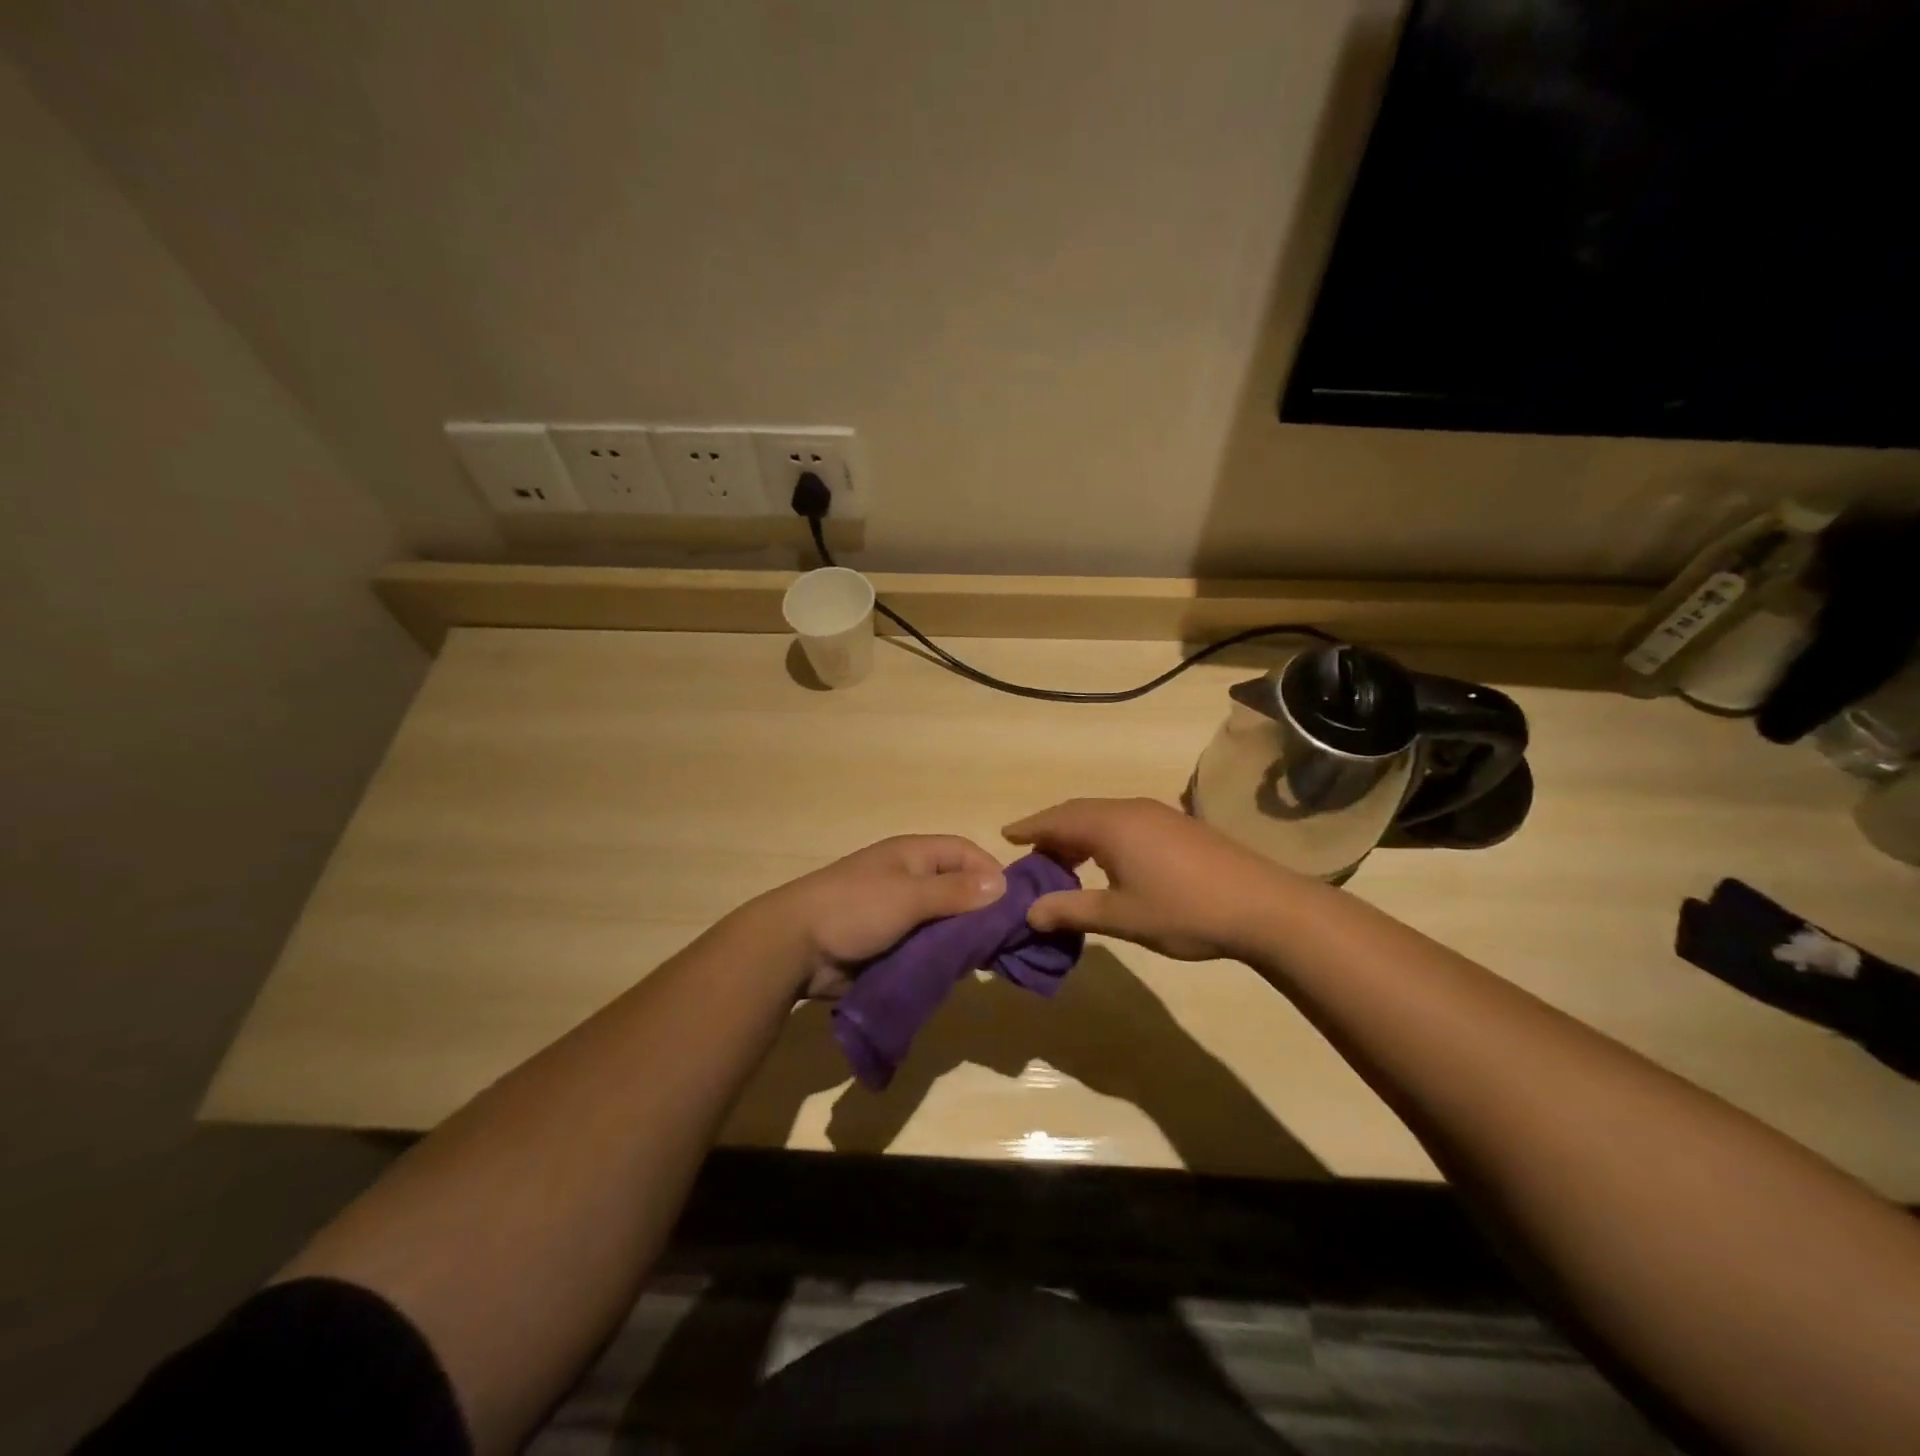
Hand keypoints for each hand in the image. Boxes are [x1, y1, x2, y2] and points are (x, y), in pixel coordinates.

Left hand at [759, 835, 1006, 996]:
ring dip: (962, 938)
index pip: (965, 852)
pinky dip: (942, 957)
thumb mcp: (909, 896)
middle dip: (981, 910)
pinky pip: (926, 946)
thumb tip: (1003, 885)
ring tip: (986, 961)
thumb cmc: (854, 908)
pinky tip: (957, 973)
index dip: (991, 872)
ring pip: (944, 921)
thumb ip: (955, 892)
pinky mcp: (889, 944)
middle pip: (958, 887)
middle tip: (1005, 940)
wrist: (794, 946)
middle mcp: (909, 878)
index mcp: (913, 855)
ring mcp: (898, 912)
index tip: (1014, 904)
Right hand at [1004, 797, 1295, 960]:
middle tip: (1031, 854)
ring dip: (1079, 833)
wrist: (1262, 906)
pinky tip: (1108, 862)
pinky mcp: (1177, 825)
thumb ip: (1072, 910)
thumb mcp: (1121, 916)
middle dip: (1052, 830)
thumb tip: (1030, 912)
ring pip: (1104, 815)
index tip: (1005, 836)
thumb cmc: (1184, 910)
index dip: (1029, 828)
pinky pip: (1124, 821)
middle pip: (1079, 811)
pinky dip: (1103, 835)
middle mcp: (1130, 809)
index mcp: (1111, 825)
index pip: (1057, 819)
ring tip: (1065, 861)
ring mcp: (1158, 813)